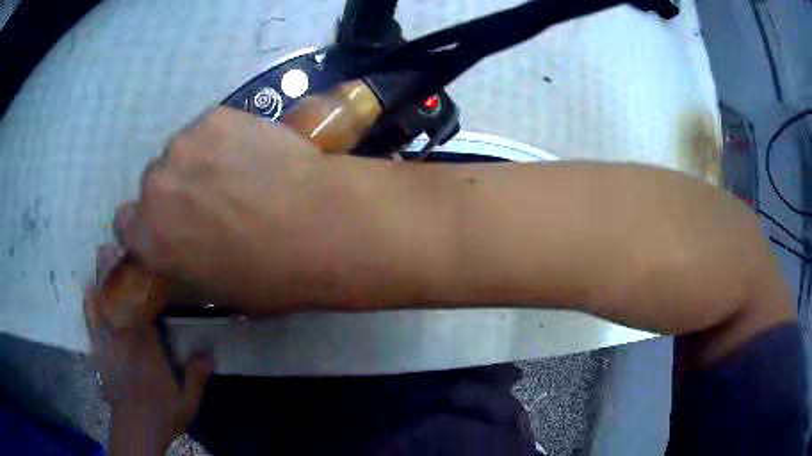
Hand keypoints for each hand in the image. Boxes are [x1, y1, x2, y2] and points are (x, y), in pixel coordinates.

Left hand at [86, 246, 212, 454]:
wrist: (135, 428)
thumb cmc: (162, 414)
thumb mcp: (187, 402)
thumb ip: (196, 377)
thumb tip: (209, 353)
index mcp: (148, 352)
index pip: (144, 314)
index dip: (142, 288)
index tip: (143, 264)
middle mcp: (126, 343)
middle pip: (120, 303)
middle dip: (115, 274)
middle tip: (112, 245)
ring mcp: (110, 346)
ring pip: (105, 308)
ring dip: (102, 282)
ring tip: (100, 256)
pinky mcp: (101, 354)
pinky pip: (93, 325)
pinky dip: (89, 306)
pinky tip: (87, 291)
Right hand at [114, 107, 334, 310]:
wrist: (316, 224)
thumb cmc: (269, 275)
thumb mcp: (217, 289)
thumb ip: (184, 264)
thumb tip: (182, 249)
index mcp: (150, 237)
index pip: (126, 223)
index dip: (148, 225)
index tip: (169, 226)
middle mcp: (154, 186)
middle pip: (154, 183)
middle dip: (175, 192)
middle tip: (212, 200)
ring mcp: (184, 144)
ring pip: (181, 153)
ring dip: (198, 162)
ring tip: (238, 174)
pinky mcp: (216, 117)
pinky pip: (209, 129)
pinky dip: (224, 139)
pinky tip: (253, 152)